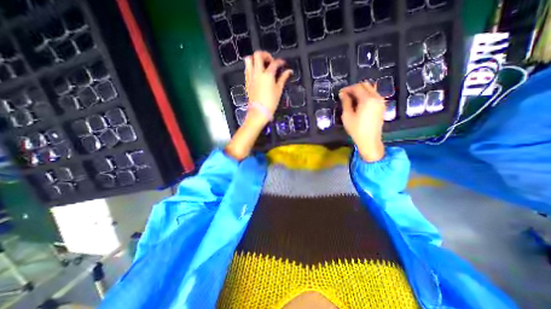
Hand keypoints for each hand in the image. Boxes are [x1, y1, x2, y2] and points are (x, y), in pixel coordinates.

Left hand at [241, 51, 291, 127]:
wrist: (259, 111)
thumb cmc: (270, 102)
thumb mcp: (278, 90)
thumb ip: (283, 79)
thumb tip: (289, 71)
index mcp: (268, 75)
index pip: (274, 63)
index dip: (280, 61)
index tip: (283, 64)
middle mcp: (258, 73)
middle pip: (258, 55)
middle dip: (265, 54)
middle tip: (270, 61)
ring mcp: (251, 76)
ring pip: (249, 59)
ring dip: (255, 59)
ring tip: (261, 65)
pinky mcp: (247, 81)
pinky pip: (247, 68)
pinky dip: (251, 66)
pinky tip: (257, 73)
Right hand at [341, 84, 385, 162]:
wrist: (369, 140)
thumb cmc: (356, 129)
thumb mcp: (347, 116)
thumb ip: (345, 102)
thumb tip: (342, 94)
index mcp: (367, 99)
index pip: (357, 87)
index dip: (348, 89)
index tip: (340, 93)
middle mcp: (376, 97)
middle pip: (366, 85)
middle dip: (355, 88)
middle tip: (346, 95)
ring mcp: (381, 101)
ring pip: (371, 89)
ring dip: (361, 91)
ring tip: (352, 98)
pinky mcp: (382, 106)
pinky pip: (374, 95)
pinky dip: (366, 95)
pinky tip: (359, 103)